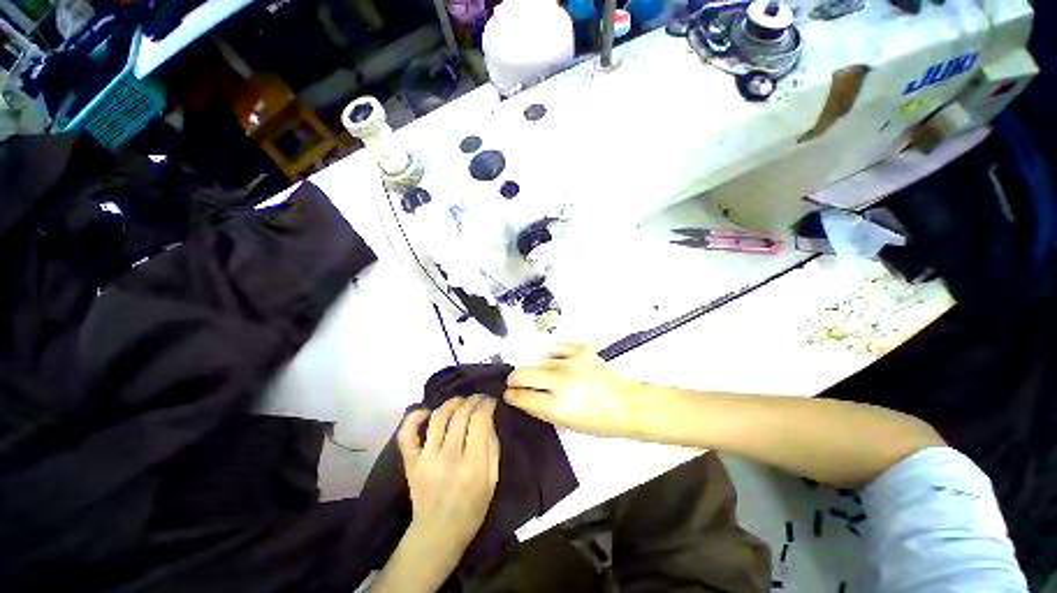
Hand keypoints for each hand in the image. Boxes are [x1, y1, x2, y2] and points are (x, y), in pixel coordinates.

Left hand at [397, 395, 499, 555]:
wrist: (438, 534)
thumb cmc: (472, 508)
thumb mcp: (492, 479)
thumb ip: (492, 446)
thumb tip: (488, 417)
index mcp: (473, 465)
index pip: (480, 420)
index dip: (486, 404)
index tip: (490, 401)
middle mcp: (449, 458)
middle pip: (461, 414)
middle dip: (472, 400)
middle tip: (478, 398)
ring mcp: (426, 459)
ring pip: (438, 417)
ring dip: (451, 403)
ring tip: (460, 402)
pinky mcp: (410, 463)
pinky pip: (407, 434)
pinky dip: (414, 417)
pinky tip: (426, 412)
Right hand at [505, 344, 641, 437]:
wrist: (627, 405)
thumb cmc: (600, 421)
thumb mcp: (567, 424)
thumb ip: (541, 411)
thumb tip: (522, 399)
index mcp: (559, 406)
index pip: (522, 396)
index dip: (511, 395)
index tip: (508, 394)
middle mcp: (563, 381)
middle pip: (524, 373)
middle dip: (515, 379)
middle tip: (516, 382)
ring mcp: (572, 363)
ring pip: (540, 361)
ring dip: (539, 369)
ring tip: (549, 376)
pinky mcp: (582, 350)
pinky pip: (557, 348)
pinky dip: (554, 355)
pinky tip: (558, 362)